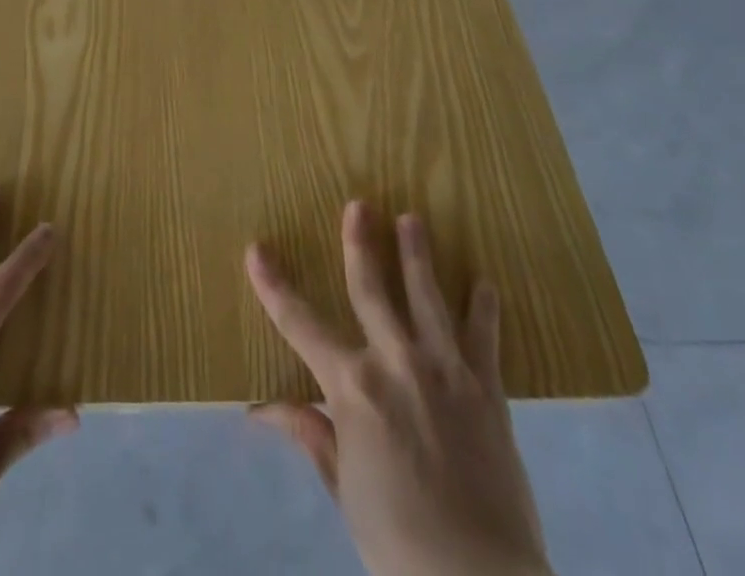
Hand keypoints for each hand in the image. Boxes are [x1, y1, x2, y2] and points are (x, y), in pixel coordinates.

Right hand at [246, 202, 549, 575]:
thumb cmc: (396, 540)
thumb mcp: (343, 487)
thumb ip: (310, 434)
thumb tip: (261, 408)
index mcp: (352, 386)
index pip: (299, 324)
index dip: (274, 286)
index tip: (256, 249)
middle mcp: (395, 362)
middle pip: (372, 289)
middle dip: (360, 243)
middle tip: (359, 203)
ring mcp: (445, 371)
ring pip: (428, 297)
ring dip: (419, 255)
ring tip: (413, 218)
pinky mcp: (488, 390)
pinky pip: (484, 338)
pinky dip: (484, 309)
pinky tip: (486, 284)